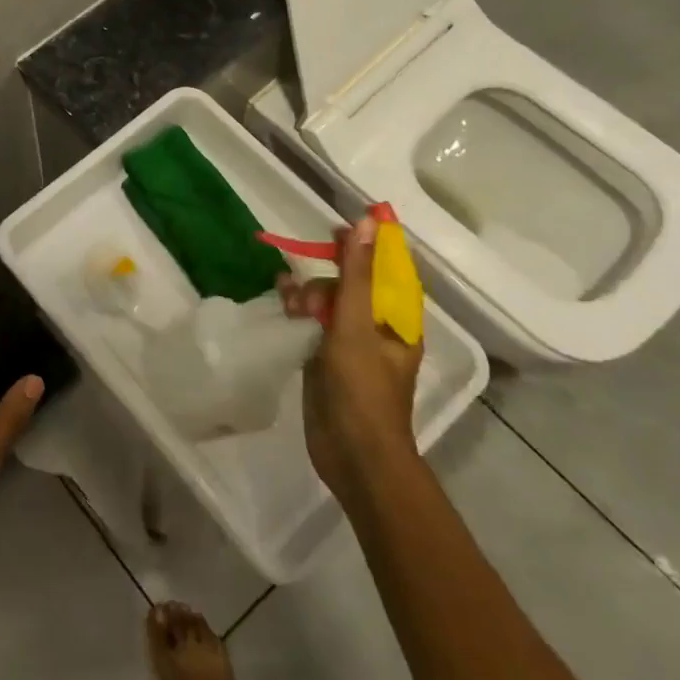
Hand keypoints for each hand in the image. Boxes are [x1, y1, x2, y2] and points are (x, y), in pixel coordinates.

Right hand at [279, 215, 421, 499]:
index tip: (340, 226)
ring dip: (309, 292)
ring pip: (330, 302)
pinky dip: (298, 309)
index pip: (389, 269)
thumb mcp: (356, 324)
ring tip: (290, 300)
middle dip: (330, 273)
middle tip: (310, 273)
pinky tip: (280, 299)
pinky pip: (313, 323)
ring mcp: (351, 345)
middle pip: (354, 283)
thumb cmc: (363, 388)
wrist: (353, 455)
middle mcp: (377, 329)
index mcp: (398, 320)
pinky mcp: (326, 360)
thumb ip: (357, 274)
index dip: (369, 244)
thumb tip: (366, 224)